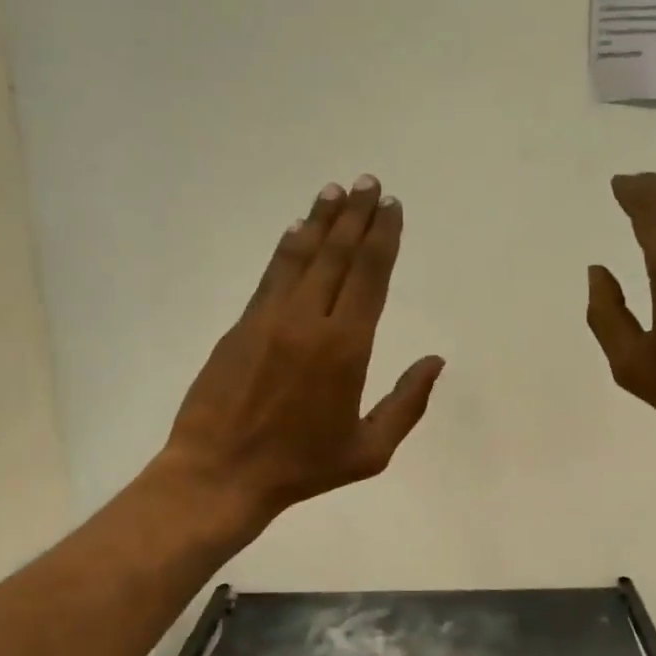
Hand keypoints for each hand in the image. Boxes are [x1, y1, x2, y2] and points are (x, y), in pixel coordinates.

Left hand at [163, 175, 443, 526]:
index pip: (369, 276)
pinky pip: (270, 275)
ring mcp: (270, 318)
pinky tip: (296, 230)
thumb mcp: (369, 451)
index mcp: (346, 347)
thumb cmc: (301, 467)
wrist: (220, 473)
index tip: (391, 206)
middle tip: (368, 182)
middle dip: (356, 215)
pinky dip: (287, 248)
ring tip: (335, 191)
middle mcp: (309, 320)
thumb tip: (434, 361)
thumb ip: (407, 404)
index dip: (383, 237)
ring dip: (320, 220)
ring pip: (301, 256)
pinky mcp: (241, 325)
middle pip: (337, 255)